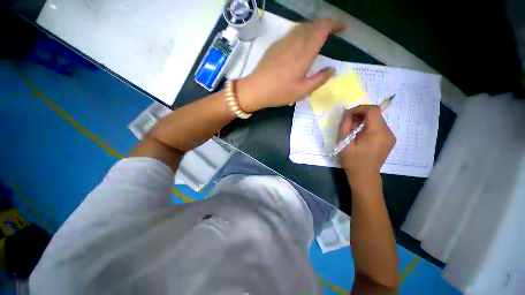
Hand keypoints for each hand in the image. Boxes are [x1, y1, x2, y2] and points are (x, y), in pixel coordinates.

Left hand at [237, 19, 343, 111]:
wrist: (256, 89)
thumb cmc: (279, 92)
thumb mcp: (302, 91)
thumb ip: (319, 79)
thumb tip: (332, 69)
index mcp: (304, 53)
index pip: (322, 29)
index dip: (335, 24)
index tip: (342, 27)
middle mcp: (294, 42)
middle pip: (313, 25)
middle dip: (326, 24)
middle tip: (332, 32)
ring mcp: (283, 42)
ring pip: (302, 27)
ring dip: (313, 28)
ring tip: (319, 36)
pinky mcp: (275, 45)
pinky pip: (292, 33)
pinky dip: (301, 32)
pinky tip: (301, 42)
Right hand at [338, 105, 395, 187]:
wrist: (364, 176)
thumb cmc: (352, 161)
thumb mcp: (344, 142)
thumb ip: (345, 125)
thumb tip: (347, 113)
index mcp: (377, 133)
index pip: (372, 110)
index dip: (359, 108)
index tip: (348, 115)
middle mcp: (388, 132)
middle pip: (375, 114)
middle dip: (360, 115)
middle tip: (348, 122)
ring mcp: (390, 137)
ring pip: (377, 120)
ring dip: (364, 121)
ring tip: (353, 130)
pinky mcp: (389, 140)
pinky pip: (379, 127)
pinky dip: (368, 126)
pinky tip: (360, 135)